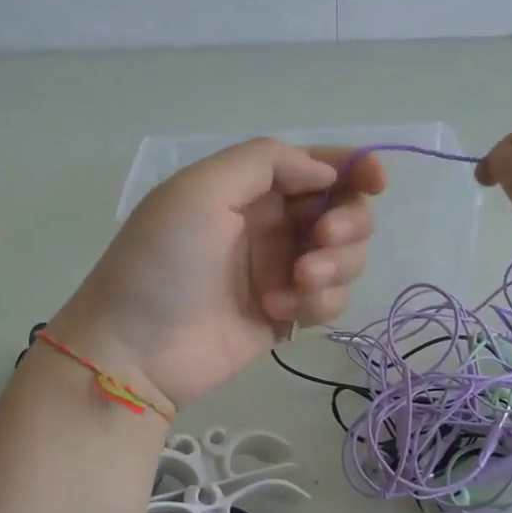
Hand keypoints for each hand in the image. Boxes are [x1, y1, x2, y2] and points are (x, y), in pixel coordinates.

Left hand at [50, 140, 385, 410]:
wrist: (135, 350)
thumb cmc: (162, 262)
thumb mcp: (200, 190)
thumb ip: (265, 162)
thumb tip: (325, 172)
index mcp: (250, 189)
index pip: (316, 167)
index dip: (354, 168)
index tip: (376, 182)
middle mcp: (272, 225)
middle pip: (343, 210)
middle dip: (346, 222)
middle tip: (322, 239)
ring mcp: (282, 272)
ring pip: (346, 257)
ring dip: (334, 265)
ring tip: (294, 283)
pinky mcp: (288, 314)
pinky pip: (332, 299)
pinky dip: (318, 302)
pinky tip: (279, 311)